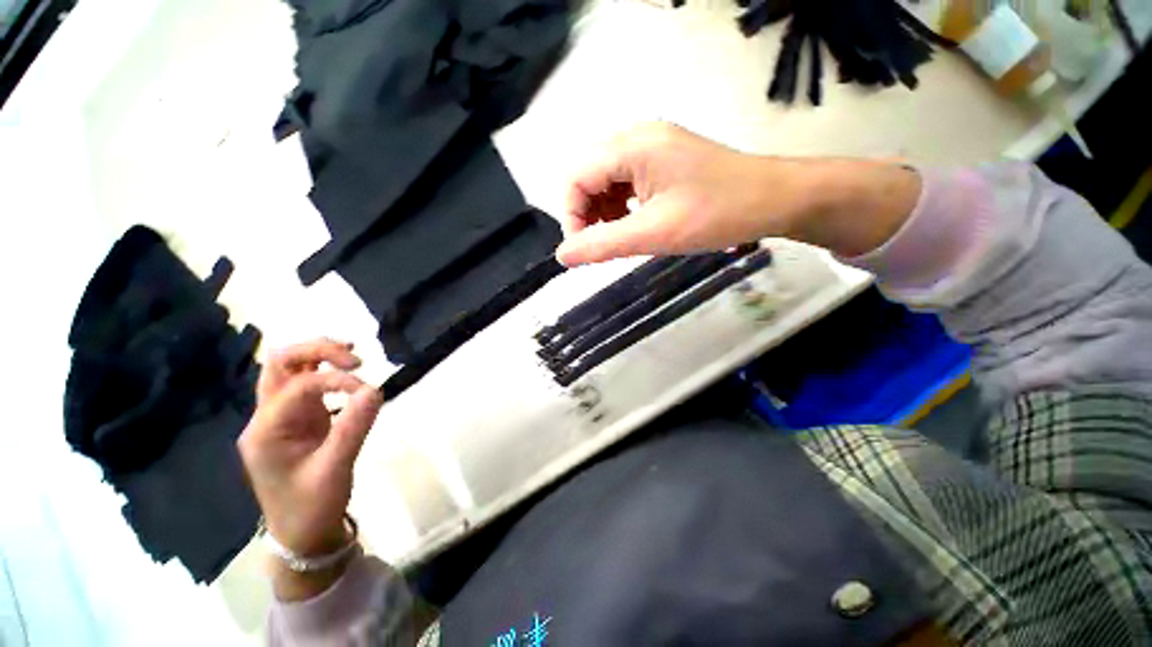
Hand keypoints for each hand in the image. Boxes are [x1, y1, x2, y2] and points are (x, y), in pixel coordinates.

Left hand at [238, 339, 382, 557]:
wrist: (302, 534)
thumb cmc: (313, 506)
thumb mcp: (335, 469)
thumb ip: (354, 427)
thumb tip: (375, 389)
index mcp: (266, 431)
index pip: (299, 386)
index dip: (335, 379)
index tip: (368, 390)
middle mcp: (266, 417)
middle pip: (279, 364)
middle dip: (316, 350)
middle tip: (355, 359)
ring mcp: (280, 417)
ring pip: (288, 369)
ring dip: (317, 354)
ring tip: (351, 355)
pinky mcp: (297, 420)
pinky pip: (304, 383)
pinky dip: (323, 368)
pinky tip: (346, 369)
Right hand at [556, 122, 920, 264]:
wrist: (775, 199)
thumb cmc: (717, 215)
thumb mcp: (654, 234)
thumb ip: (603, 245)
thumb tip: (562, 256)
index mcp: (633, 147)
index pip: (576, 178)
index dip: (572, 217)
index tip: (586, 251)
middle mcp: (638, 138)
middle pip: (588, 177)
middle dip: (589, 215)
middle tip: (605, 246)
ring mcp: (652, 147)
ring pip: (606, 182)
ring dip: (605, 213)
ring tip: (624, 239)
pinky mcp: (663, 160)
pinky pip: (626, 183)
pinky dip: (622, 208)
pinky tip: (637, 225)